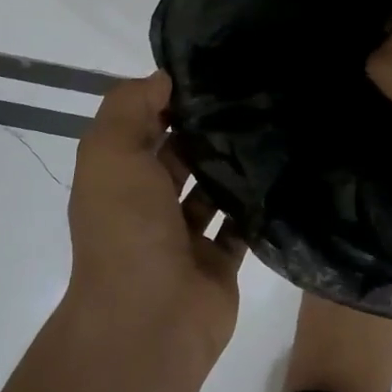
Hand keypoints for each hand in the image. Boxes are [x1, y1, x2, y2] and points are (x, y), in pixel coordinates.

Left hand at [65, 73, 243, 360]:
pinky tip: (280, 169)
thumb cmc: (127, 227)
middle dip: (206, 128)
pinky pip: (239, 225)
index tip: (210, 71)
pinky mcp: (218, 262)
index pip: (143, 126)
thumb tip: (162, 78)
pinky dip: (254, 204)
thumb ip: (130, 106)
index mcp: (117, 178)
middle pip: (179, 156)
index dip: (168, 99)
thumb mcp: (111, 151)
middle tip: (252, 93)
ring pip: (212, 189)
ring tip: (271, 124)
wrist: (150, 321)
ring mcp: (183, 237)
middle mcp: (147, 205)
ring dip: (232, 164)